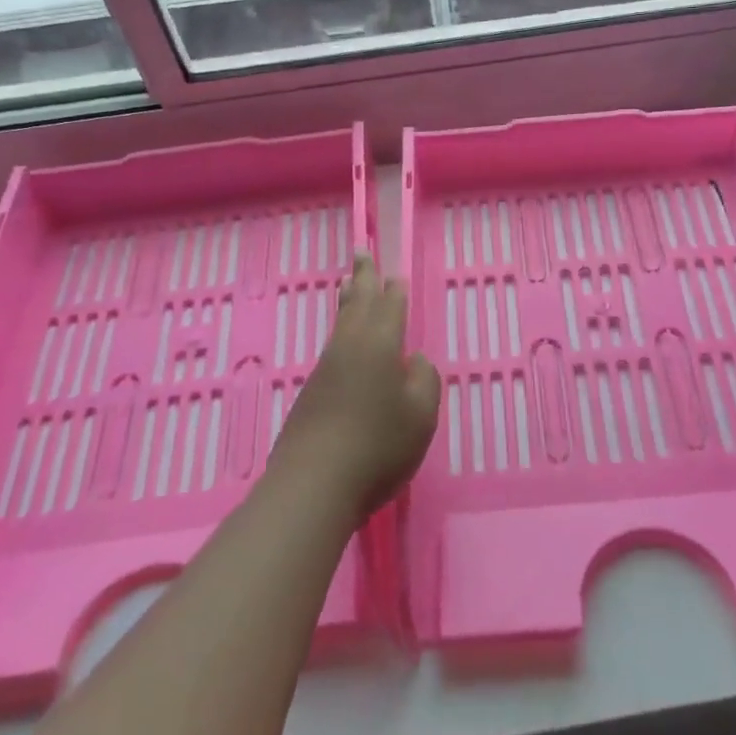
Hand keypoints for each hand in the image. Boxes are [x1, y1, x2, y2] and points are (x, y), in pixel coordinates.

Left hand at [275, 254, 440, 519]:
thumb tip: (412, 361)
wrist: (314, 483)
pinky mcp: (311, 392)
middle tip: (361, 251)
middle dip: (363, 277)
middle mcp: (349, 347)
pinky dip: (340, 330)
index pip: (390, 307)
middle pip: (357, 303)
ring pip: (340, 323)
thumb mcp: (421, 415)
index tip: (393, 273)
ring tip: (348, 283)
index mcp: (379, 345)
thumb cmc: (378, 446)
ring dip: (348, 300)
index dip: (394, 290)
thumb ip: (424, 381)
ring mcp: (325, 369)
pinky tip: (342, 342)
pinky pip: (332, 346)